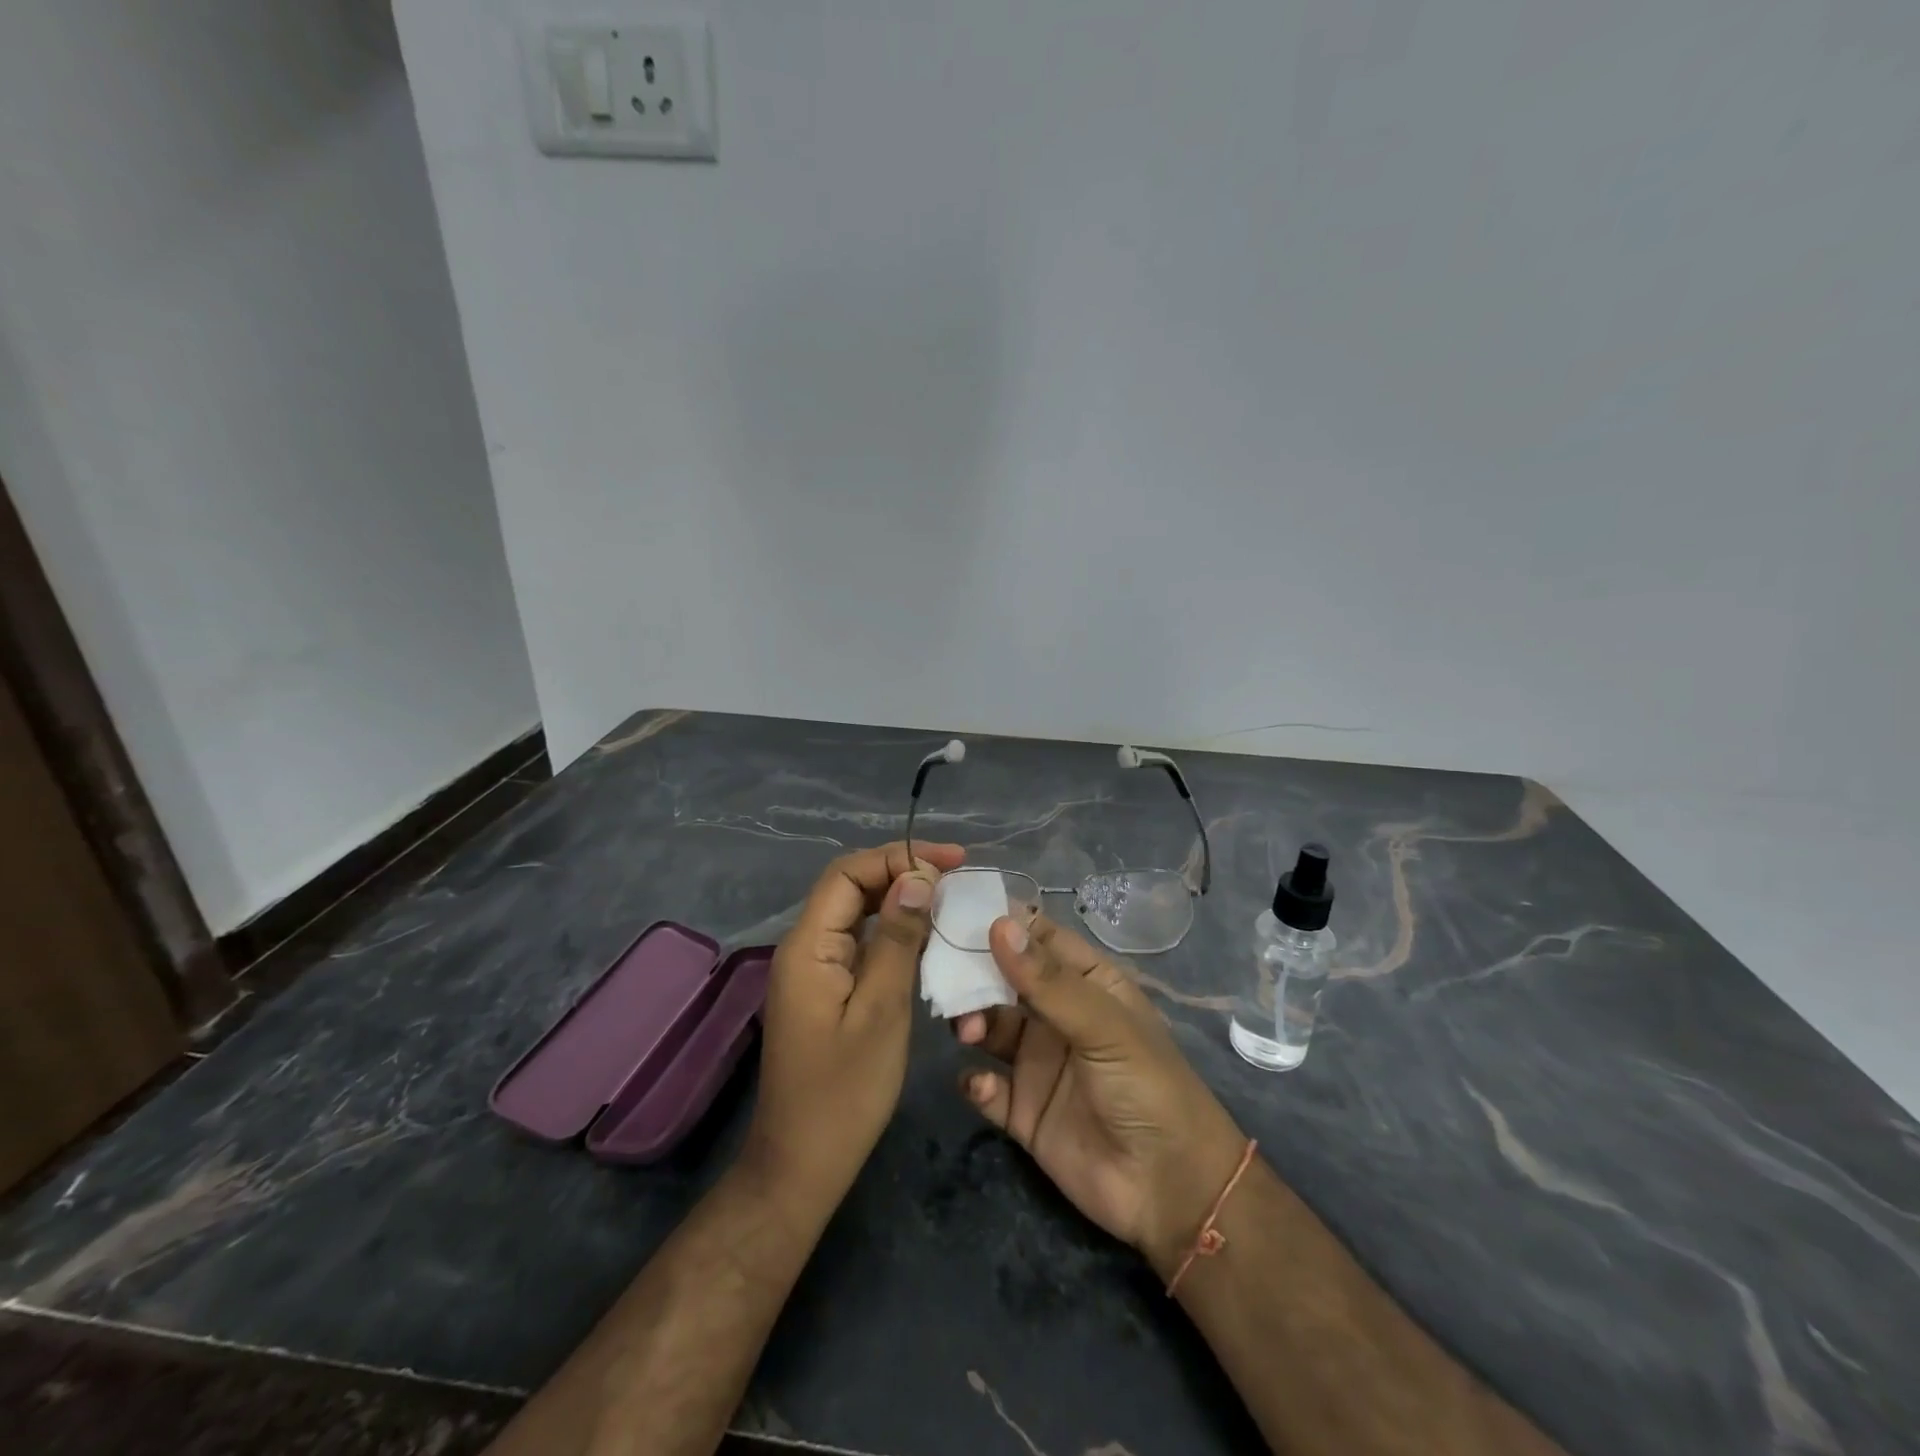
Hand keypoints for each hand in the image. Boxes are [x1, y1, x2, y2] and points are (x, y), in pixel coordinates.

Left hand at [744, 840, 965, 1211]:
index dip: (899, 857)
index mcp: (808, 945)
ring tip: (949, 897)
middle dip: (902, 872)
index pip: (848, 873)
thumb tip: (917, 877)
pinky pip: (861, 943)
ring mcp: (815, 970)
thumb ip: (897, 939)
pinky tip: (927, 938)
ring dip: (900, 899)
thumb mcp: (881, 1011)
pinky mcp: (827, 991)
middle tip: (957, 875)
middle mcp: (805, 947)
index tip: (952, 861)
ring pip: (857, 913)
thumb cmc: (844, 1093)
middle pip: (851, 887)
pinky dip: (894, 932)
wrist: (802, 1165)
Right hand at [954, 915, 1246, 1275]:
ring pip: (990, 1027)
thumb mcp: (1104, 1025)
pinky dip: (976, 1081)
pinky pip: (987, 1086)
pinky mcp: (1023, 1110)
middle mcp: (1058, 1015)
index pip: (1039, 938)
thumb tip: (999, 923)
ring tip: (966, 1030)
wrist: (1170, 1191)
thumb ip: (1049, 981)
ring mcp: (1039, 1062)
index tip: (955, 910)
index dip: (1002, 921)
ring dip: (972, 1021)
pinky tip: (982, 1085)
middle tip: (942, 973)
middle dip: (973, 972)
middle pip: (1005, 979)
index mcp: (1087, 983)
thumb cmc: (1148, 1087)